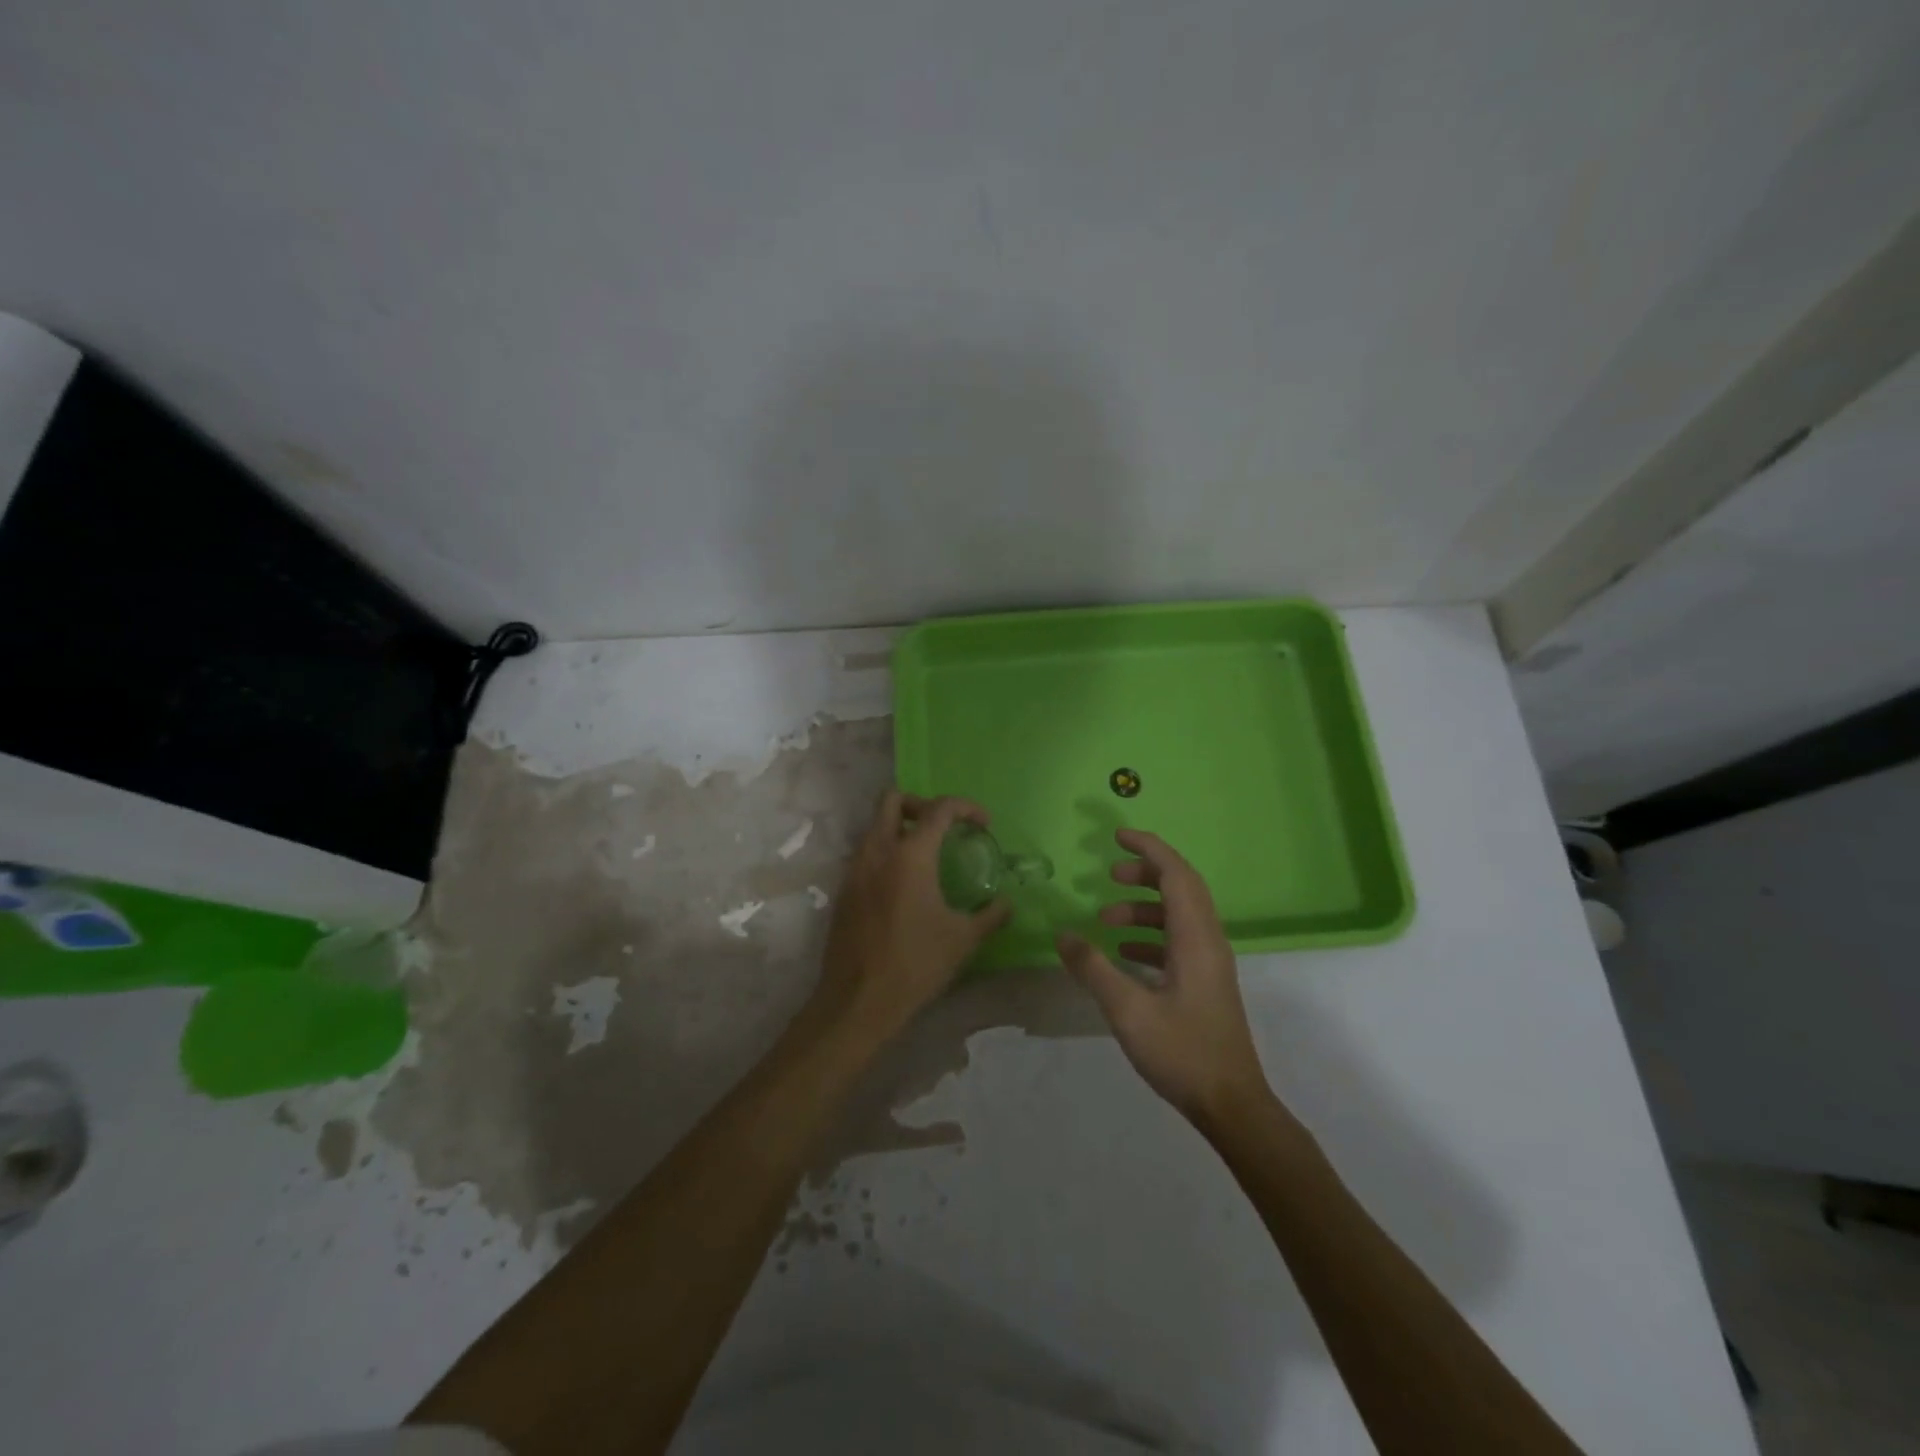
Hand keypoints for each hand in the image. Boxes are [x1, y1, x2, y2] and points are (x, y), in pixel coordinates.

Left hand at [812, 790, 1012, 1041]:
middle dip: (922, 804)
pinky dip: (887, 852)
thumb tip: (1009, 904)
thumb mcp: (962, 939)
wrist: (857, 1000)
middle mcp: (877, 851)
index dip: (966, 807)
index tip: (984, 824)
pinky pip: (866, 853)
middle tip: (945, 828)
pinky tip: (906, 885)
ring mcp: (855, 869)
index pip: (939, 809)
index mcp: (910, 855)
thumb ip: (990, 916)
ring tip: (928, 856)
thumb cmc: (915, 964)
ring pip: (875, 825)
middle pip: (893, 800)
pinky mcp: (844, 890)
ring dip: (901, 828)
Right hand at [1057, 829, 1269, 1127]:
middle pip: (1181, 888)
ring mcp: (1210, 963)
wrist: (1231, 1104)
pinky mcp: (1205, 983)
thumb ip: (1093, 968)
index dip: (1149, 849)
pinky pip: (1177, 941)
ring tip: (1105, 920)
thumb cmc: (1182, 1053)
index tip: (1118, 836)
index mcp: (1196, 938)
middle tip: (1109, 875)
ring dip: (1143, 908)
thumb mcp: (1128, 1010)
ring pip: (1178, 915)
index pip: (1176, 874)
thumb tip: (1062, 934)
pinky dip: (1149, 936)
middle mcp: (1208, 941)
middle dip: (1145, 874)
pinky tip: (1122, 954)